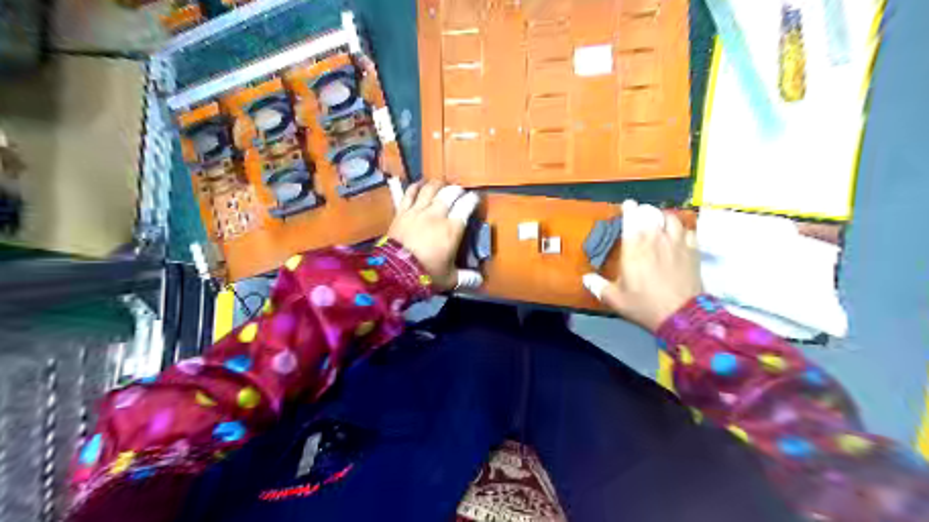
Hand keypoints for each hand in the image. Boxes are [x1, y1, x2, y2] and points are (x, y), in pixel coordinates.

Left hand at [390, 182, 481, 290]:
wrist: (395, 272)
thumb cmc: (427, 274)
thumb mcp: (450, 279)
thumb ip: (466, 277)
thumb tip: (479, 280)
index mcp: (452, 229)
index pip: (466, 206)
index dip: (472, 199)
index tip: (475, 198)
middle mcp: (436, 215)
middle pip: (449, 193)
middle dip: (457, 190)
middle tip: (459, 191)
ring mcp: (418, 211)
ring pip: (430, 189)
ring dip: (438, 184)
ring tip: (442, 184)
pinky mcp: (402, 212)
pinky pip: (409, 193)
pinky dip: (415, 187)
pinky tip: (419, 184)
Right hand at [582, 201, 700, 330]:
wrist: (682, 315)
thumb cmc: (644, 305)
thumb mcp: (615, 299)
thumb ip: (598, 286)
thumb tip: (585, 278)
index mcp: (634, 247)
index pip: (631, 218)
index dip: (629, 208)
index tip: (627, 205)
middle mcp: (656, 239)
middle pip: (652, 213)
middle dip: (645, 211)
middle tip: (641, 215)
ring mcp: (677, 243)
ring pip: (671, 218)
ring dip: (663, 217)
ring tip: (660, 222)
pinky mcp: (693, 251)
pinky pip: (688, 231)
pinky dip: (682, 230)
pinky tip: (678, 236)